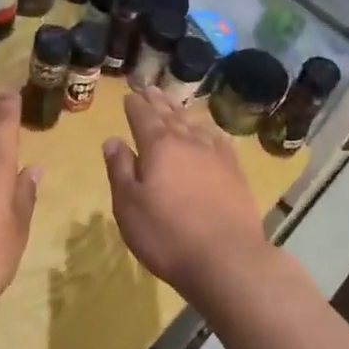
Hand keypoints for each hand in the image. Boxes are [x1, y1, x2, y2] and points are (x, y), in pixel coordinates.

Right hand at [103, 88, 271, 297]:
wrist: (227, 259)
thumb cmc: (167, 235)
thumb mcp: (128, 206)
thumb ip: (120, 169)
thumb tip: (112, 140)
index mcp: (158, 146)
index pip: (143, 117)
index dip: (134, 105)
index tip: (129, 96)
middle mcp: (188, 142)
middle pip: (170, 115)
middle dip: (157, 102)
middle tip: (150, 89)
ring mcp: (216, 155)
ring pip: (194, 124)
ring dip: (181, 112)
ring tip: (173, 104)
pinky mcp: (235, 172)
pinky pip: (219, 140)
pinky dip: (209, 130)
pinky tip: (209, 131)